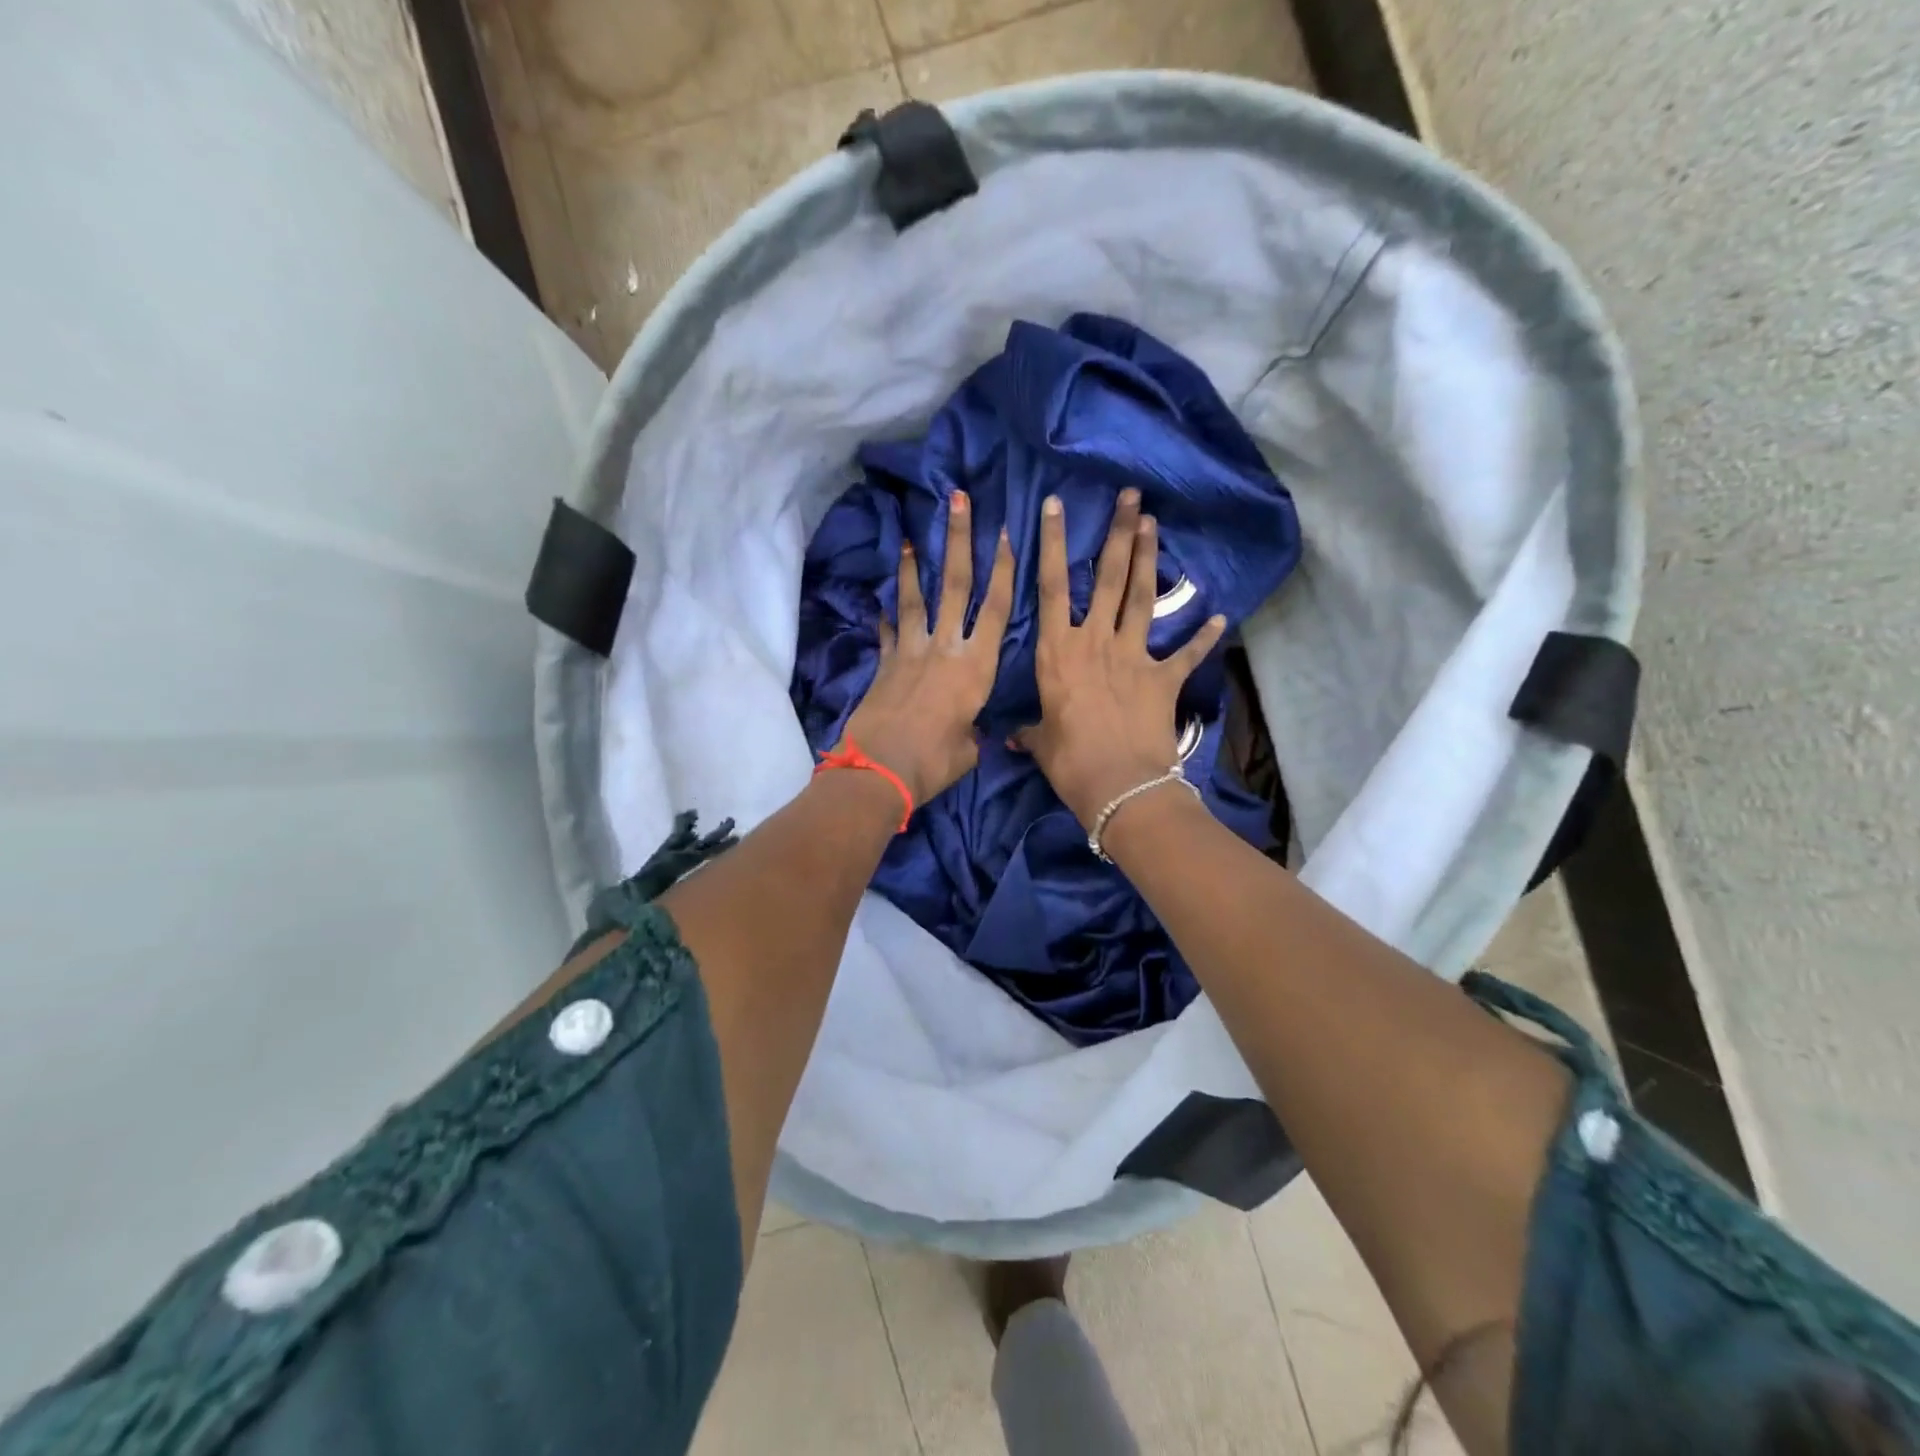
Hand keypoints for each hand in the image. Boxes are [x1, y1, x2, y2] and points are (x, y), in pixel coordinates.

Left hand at [840, 491, 1014, 807]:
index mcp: (976, 667)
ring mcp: (910, 652)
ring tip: (908, 536)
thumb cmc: (934, 763)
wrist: (879, 772)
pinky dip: (886, 616)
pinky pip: (888, 632)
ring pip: (915, 598)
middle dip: (959, 539)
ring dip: (912, 566)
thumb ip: (974, 729)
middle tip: (958, 500)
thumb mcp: (969, 748)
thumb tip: (968, 728)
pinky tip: (883, 602)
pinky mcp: (884, 665)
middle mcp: (945, 648)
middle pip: (955, 584)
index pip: (997, 608)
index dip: (1004, 569)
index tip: (1006, 533)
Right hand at [1016, 489, 1225, 827]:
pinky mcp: (1163, 678)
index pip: (1050, 587)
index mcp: (1057, 652)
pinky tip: (1221, 619)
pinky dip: (1204, 637)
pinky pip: (1187, 653)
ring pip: (1140, 597)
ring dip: (1148, 559)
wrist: (1120, 786)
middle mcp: (1094, 642)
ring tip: (1154, 523)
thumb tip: (1012, 737)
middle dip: (1117, 533)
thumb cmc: (1069, 762)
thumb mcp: (1041, 742)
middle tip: (1130, 496)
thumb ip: (1030, 731)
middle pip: (1106, 577)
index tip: (1055, 506)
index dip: (1051, 544)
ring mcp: (1132, 656)